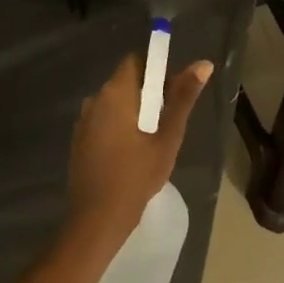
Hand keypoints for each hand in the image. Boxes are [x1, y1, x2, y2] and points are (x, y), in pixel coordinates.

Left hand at [69, 52, 211, 243]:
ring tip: (153, 140)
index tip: (172, 91)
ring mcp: (83, 120)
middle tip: (168, 121)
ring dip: (134, 112)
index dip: (156, 69)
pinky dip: (119, 126)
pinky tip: (132, 153)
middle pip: (125, 81)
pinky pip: (104, 120)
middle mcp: (95, 99)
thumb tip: (203, 64)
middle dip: (148, 94)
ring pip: (115, 103)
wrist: (96, 221)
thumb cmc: (136, 177)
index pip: (135, 61)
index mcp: (114, 93)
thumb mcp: (167, 138)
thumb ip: (183, 98)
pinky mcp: (79, 140)